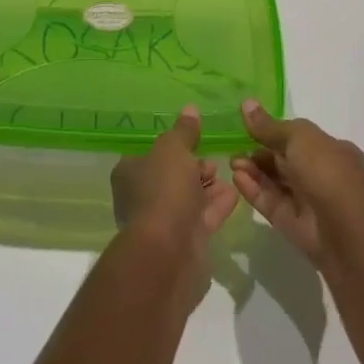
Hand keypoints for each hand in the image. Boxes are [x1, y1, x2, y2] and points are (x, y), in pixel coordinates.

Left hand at [110, 105, 238, 305]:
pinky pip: (202, 218)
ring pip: (188, 199)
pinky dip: (217, 205)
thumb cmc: (164, 190)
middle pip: (171, 176)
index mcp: (129, 173)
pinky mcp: (184, 245)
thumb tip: (190, 109)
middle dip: (194, 167)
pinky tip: (234, 193)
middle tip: (213, 160)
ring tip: (229, 172)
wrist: (169, 253)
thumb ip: (184, 131)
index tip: (194, 140)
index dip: (173, 146)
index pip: (150, 154)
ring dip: (208, 186)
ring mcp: (163, 224)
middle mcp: (142, 198)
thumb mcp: (174, 148)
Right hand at [231, 100, 363, 266]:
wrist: (343, 230)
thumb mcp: (298, 137)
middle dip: (259, 152)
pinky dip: (254, 190)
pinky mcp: (294, 225)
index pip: (299, 138)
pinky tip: (237, 178)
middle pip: (285, 160)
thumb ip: (269, 126)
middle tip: (234, 148)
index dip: (274, 132)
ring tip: (232, 163)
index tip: (250, 127)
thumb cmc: (326, 171)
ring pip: (276, 182)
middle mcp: (322, 175)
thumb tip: (246, 104)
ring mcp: (309, 201)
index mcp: (332, 150)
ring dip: (254, 170)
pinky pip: (271, 203)